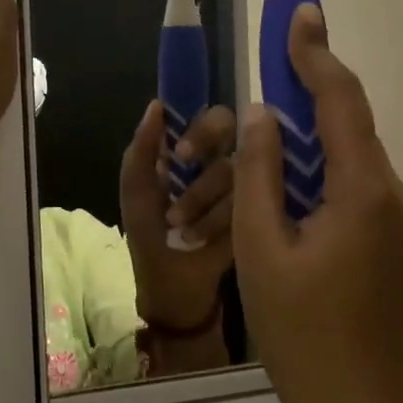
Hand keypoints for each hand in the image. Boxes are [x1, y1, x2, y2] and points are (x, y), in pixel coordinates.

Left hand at [121, 100, 235, 328]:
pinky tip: (204, 241)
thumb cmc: (153, 241)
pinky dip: (219, 223)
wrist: (176, 297)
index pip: (215, 119)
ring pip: (240, 175)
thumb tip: (157, 105)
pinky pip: (250, 204)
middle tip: (191, 197)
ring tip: (183, 229)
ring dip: (203, 203)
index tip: (183, 155)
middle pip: (239, 141)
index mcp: (198, 154)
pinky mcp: (264, 217)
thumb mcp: (137, 195)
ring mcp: (250, 191)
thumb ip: (142, 150)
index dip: (203, 131)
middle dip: (208, 166)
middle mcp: (229, 165)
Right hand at [233, 5, 402, 402]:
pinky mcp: (396, 243)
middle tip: (277, 59)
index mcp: (363, 191)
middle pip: (352, 124)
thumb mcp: (261, 248)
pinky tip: (294, 183)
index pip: (341, 102)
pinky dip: (326, 170)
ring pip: (355, 157)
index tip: (299, 15)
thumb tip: (264, 115)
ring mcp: (401, 221)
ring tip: (274, 124)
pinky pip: (359, 187)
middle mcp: (394, 194)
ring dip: (315, 136)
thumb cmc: (299, 332)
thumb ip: (261, 173)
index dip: (316, 55)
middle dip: (313, 89)